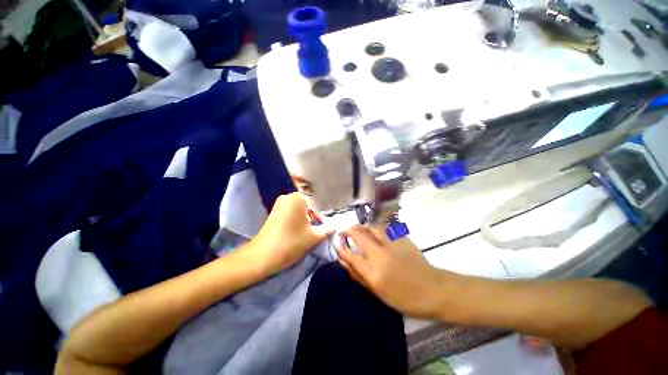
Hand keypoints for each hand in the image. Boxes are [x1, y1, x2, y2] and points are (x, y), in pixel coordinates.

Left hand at [248, 192, 332, 274]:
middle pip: (310, 203)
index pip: (319, 200)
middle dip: (319, 212)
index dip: (327, 210)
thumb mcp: (314, 237)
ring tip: (320, 224)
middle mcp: (288, 196)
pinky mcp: (276, 212)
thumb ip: (328, 229)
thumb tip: (336, 226)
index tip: (334, 219)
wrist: (262, 257)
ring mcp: (280, 204)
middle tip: (328, 221)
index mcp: (298, 198)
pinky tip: (307, 225)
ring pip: (302, 207)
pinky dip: (301, 217)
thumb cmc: (291, 243)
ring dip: (310, 215)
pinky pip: (293, 211)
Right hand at [337, 226, 445, 318]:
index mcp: (372, 272)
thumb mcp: (378, 292)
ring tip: (360, 229)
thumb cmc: (404, 298)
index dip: (340, 246)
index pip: (350, 254)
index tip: (336, 241)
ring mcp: (391, 244)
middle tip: (346, 231)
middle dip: (349, 230)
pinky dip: (376, 228)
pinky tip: (375, 230)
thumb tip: (344, 261)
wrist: (433, 289)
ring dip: (363, 226)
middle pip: (359, 235)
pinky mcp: (401, 238)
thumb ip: (358, 275)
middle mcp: (379, 254)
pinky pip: (384, 228)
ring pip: (371, 227)